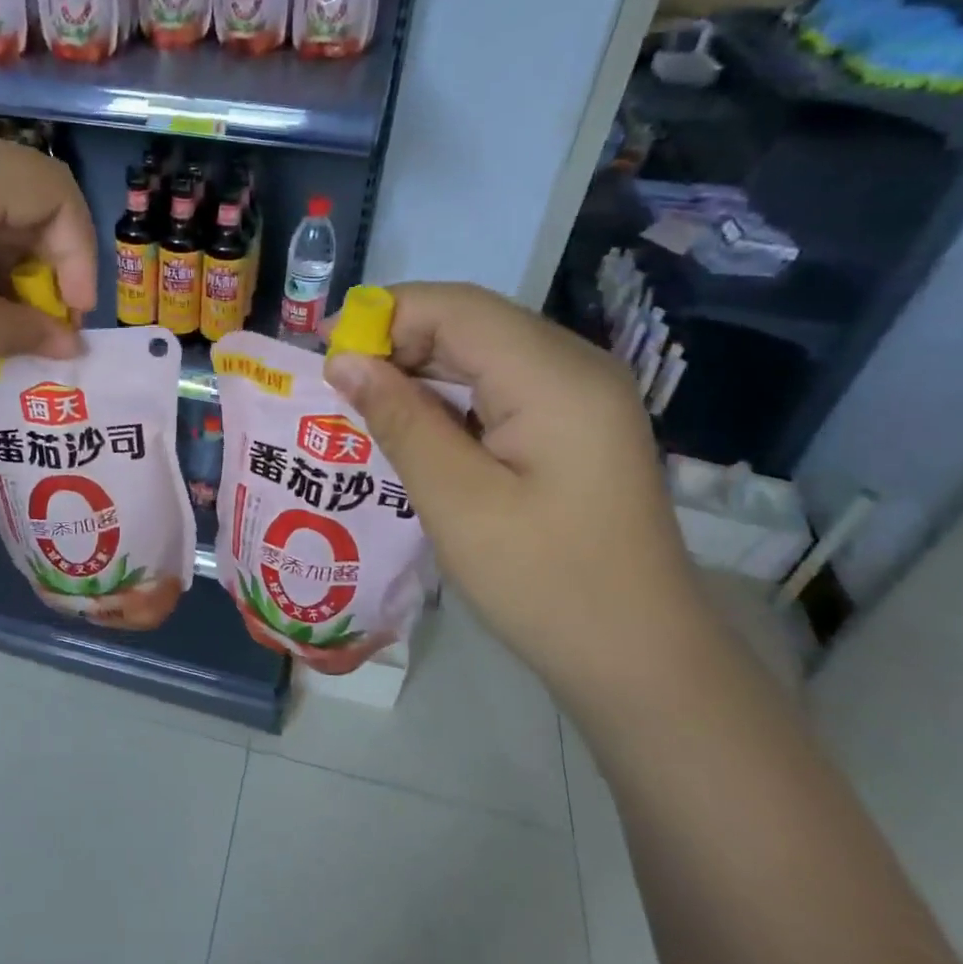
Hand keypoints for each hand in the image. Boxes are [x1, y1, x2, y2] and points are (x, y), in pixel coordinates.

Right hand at [321, 283, 719, 702]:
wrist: (640, 655)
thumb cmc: (543, 581)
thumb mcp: (456, 500)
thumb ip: (399, 419)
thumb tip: (342, 361)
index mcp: (554, 377)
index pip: (455, 308)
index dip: (382, 316)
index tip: (322, 354)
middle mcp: (575, 366)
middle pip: (471, 322)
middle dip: (397, 341)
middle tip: (337, 388)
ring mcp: (581, 394)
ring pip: (483, 351)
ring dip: (419, 369)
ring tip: (364, 407)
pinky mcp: (576, 422)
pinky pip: (501, 384)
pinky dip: (449, 394)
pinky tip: (416, 428)